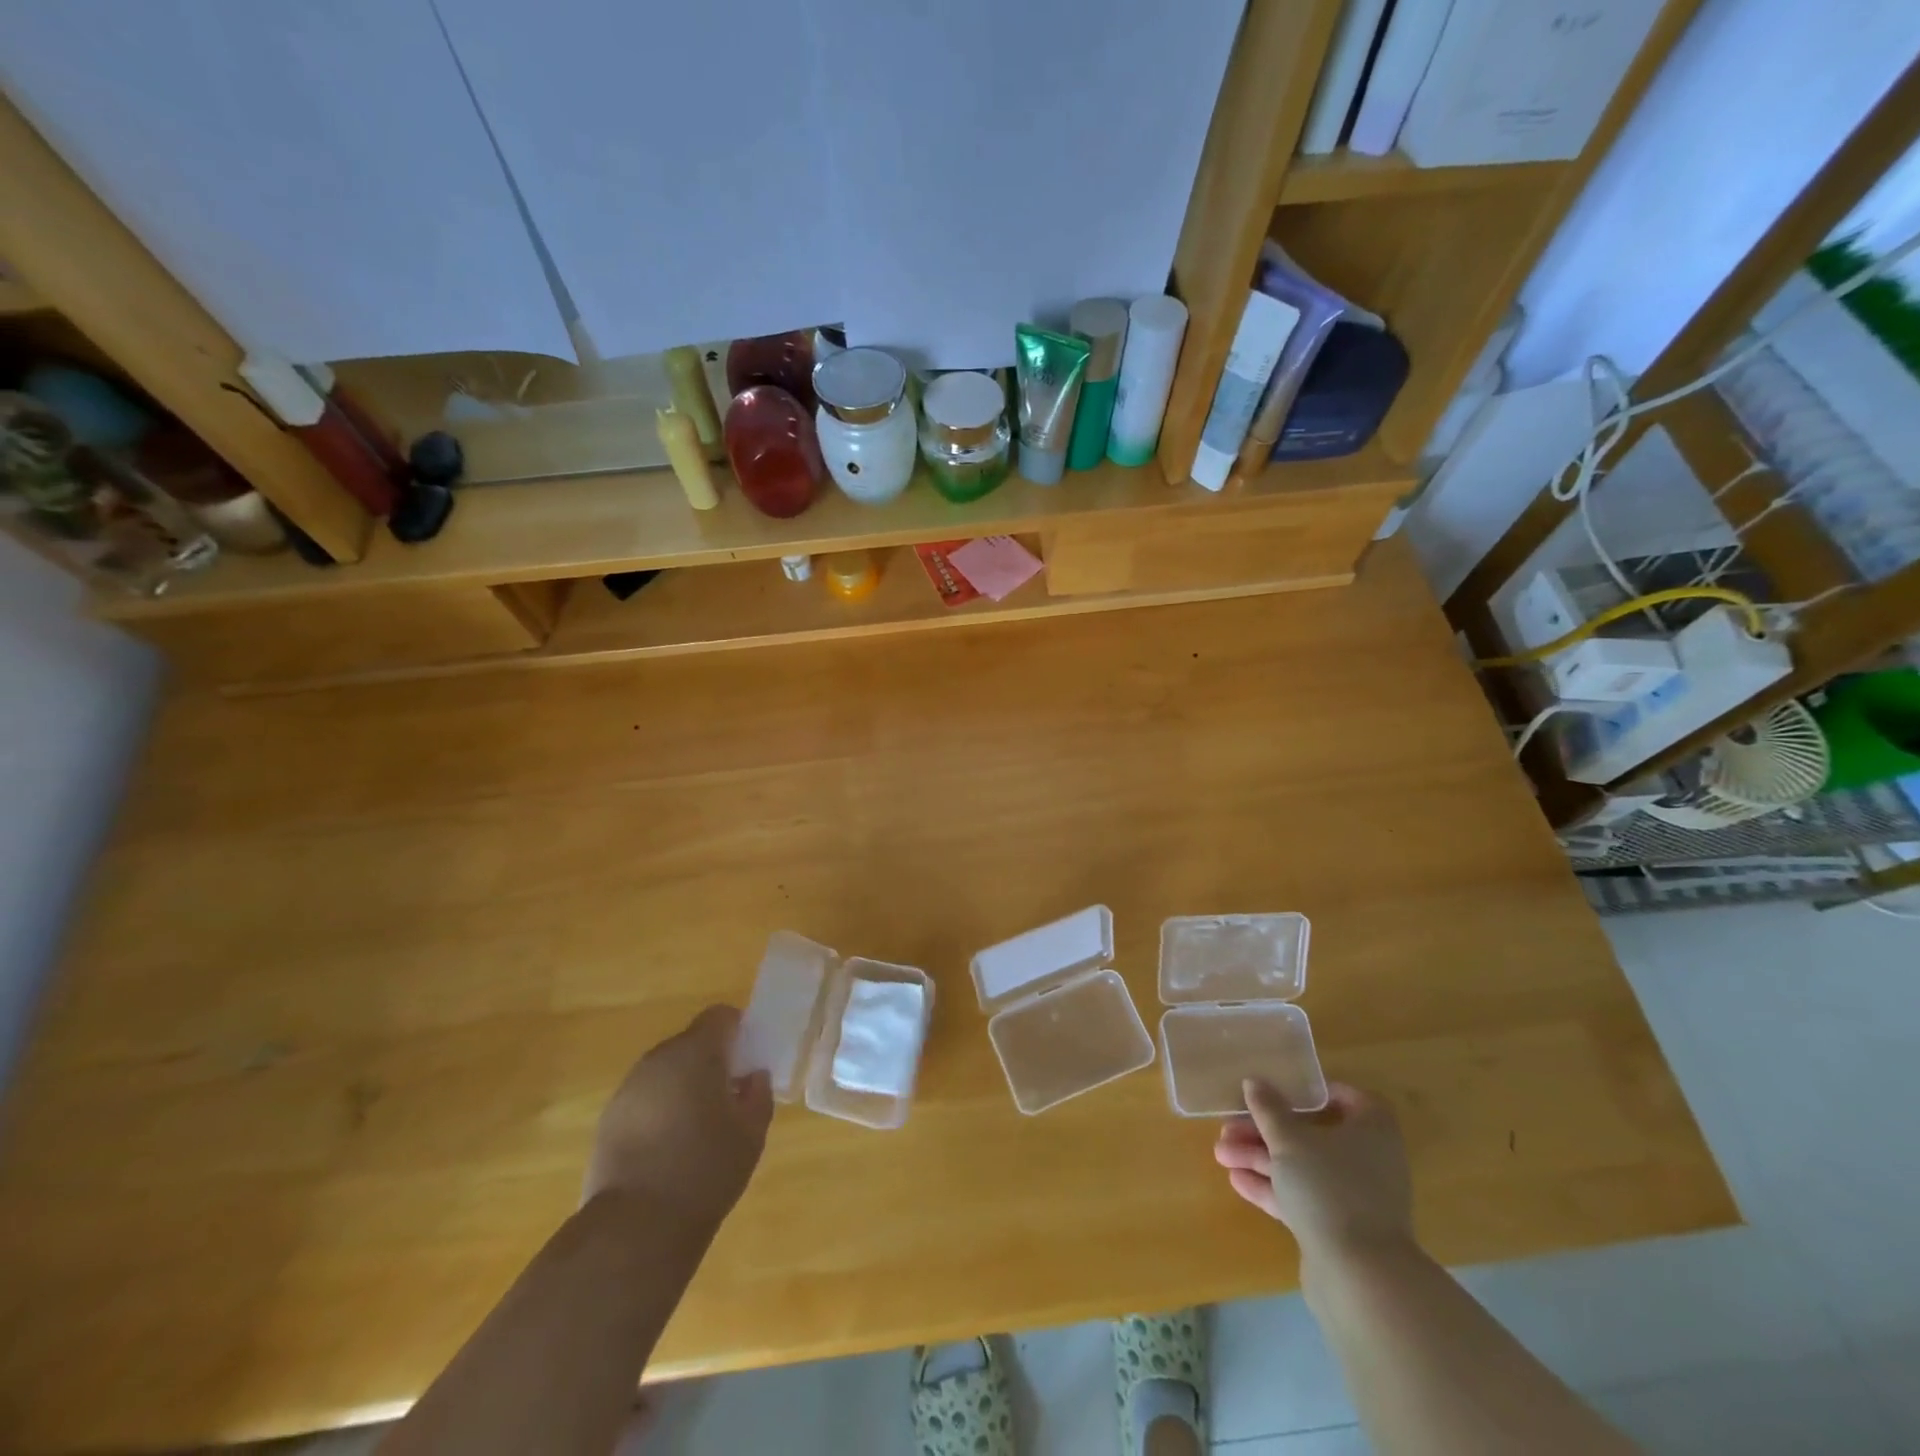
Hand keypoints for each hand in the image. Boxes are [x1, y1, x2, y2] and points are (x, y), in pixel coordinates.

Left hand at [584, 1006, 773, 1234]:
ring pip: (666, 1072)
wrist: (635, 1228)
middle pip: (691, 1043)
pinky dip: (660, 1111)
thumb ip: (758, 1094)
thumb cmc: (705, 1170)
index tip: (748, 1060)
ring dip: (684, 1086)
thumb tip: (752, 1077)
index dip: (738, 1031)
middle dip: (711, 1062)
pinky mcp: (608, 1120)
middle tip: (729, 1097)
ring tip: (699, 1127)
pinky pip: (645, 1100)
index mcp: (696, 1052)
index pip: (720, 1016)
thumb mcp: (752, 1133)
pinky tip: (669, 1149)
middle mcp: (658, 1059)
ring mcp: (628, 1089)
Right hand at [1215, 1079, 1413, 1265]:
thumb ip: (1269, 1110)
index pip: (1347, 1098)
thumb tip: (1255, 1082)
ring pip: (1303, 1167)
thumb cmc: (1329, 1188)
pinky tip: (1236, 1181)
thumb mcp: (1289, 1140)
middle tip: (1229, 1127)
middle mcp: (1368, 1161)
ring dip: (1261, 1158)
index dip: (1312, 1092)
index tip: (1278, 1090)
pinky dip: (1272, 1188)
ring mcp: (1354, 1198)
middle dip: (1266, 1131)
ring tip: (1221, 1154)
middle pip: (1312, 1135)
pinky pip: (1302, 1198)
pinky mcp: (1339, 1229)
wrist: (1360, 1279)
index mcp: (1370, 1130)